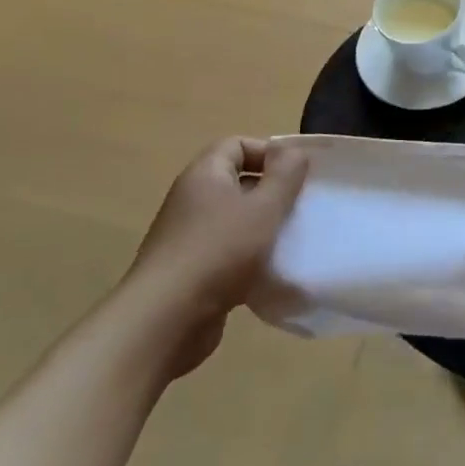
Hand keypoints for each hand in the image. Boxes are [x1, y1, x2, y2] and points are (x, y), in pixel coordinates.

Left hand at [123, 137, 307, 377]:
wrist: (165, 321)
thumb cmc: (220, 250)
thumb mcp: (265, 206)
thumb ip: (285, 174)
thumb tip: (293, 152)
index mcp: (204, 176)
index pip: (236, 145)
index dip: (269, 152)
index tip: (296, 174)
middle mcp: (191, 200)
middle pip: (237, 181)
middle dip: (272, 191)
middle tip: (299, 207)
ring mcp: (187, 237)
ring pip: (235, 219)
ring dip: (263, 226)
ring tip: (290, 239)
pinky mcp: (190, 271)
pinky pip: (227, 251)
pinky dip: (250, 257)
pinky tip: (270, 273)